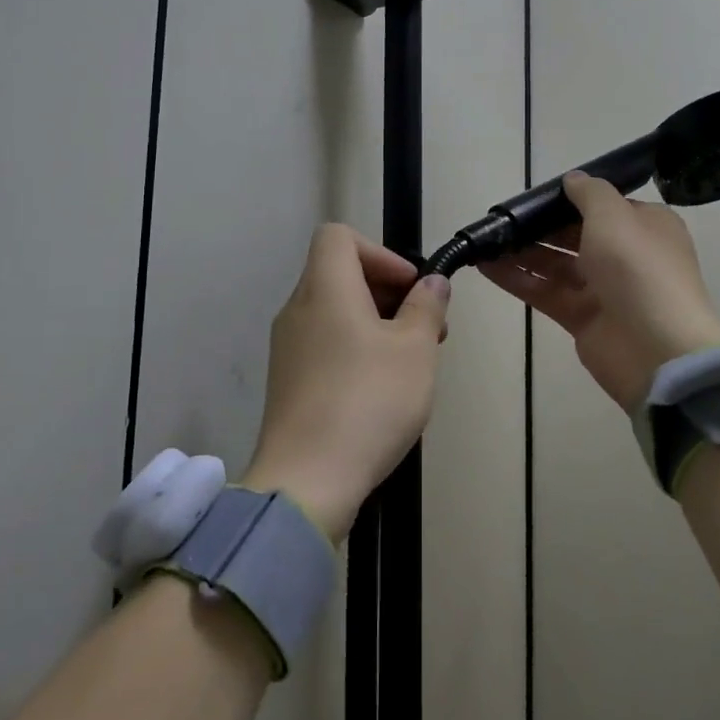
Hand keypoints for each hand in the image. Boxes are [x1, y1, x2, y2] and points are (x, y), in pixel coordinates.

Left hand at [244, 225, 451, 541]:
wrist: (306, 482)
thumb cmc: (368, 401)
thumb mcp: (416, 350)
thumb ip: (427, 307)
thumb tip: (432, 283)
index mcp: (325, 289)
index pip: (338, 236)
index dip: (380, 252)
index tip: (409, 288)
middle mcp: (298, 310)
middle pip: (339, 273)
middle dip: (387, 290)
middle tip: (425, 327)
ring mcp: (287, 348)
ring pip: (335, 312)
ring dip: (375, 323)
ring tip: (411, 362)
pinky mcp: (287, 382)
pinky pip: (325, 344)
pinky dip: (355, 349)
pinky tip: (382, 389)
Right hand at [481, 172, 719, 411]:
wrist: (656, 349)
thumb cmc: (637, 268)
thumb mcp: (614, 215)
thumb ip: (589, 193)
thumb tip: (572, 179)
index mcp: (645, 226)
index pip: (603, 206)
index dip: (569, 199)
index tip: (532, 196)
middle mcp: (625, 255)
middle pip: (574, 234)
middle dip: (539, 226)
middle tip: (500, 219)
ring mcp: (603, 289)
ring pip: (555, 264)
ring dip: (522, 252)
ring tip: (485, 241)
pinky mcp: (581, 318)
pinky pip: (544, 292)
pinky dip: (516, 279)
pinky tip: (484, 266)